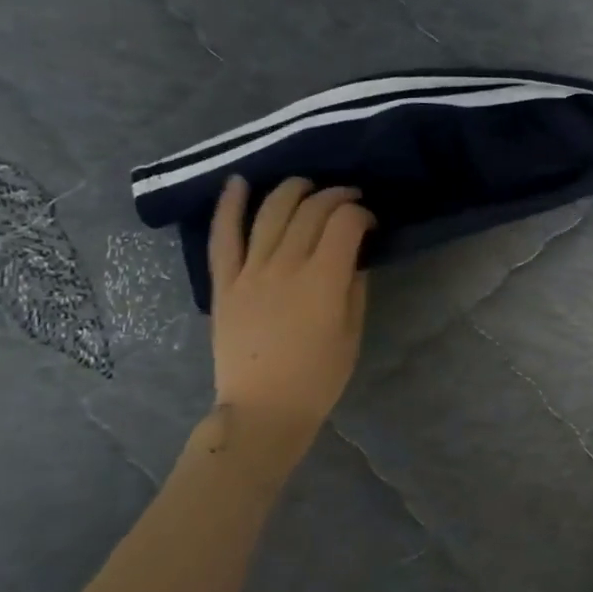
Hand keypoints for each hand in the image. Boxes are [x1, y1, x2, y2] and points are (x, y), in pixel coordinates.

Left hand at [207, 176, 373, 439]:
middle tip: (347, 200)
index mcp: (324, 281)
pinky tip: (238, 182)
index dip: (361, 213)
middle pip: (311, 211)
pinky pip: (223, 237)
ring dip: (291, 190)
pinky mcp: (224, 283)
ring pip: (270, 213)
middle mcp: (286, 267)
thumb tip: (354, 255)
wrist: (263, 409)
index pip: (345, 223)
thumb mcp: (352, 333)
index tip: (369, 222)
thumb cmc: (318, 377)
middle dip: (334, 196)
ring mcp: (250, 272)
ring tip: (306, 185)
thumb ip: (355, 287)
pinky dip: (229, 206)